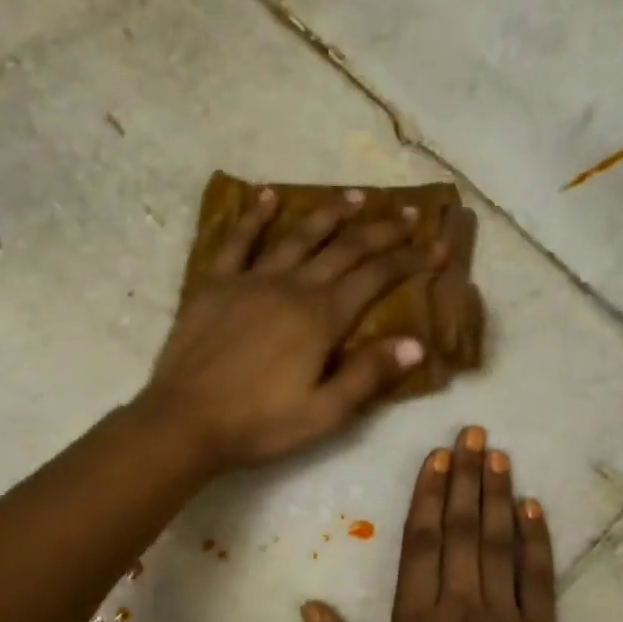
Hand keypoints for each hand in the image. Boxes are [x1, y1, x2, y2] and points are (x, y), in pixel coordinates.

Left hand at [142, 187, 450, 471]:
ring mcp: (251, 280)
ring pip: (298, 235)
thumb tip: (417, 344)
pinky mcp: (215, 284)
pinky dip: (255, 216)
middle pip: (344, 248)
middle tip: (409, 214)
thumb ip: (368, 375)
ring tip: (356, 196)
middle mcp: (292, 286)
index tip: (438, 247)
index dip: (411, 260)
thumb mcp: (324, 413)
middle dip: (382, 230)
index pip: (377, 277)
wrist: (184, 422)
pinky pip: (238, 241)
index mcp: (322, 317)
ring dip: (330, 213)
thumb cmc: (258, 424)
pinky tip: (268, 196)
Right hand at [303, 427, 561, 621]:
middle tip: (472, 433)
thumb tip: (309, 608)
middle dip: (465, 477)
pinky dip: (538, 540)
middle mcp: (462, 611)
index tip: (434, 457)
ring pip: (501, 544)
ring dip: (499, 496)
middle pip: (463, 530)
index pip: (421, 543)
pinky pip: (539, 579)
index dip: (428, 495)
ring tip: (498, 455)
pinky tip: (535, 507)